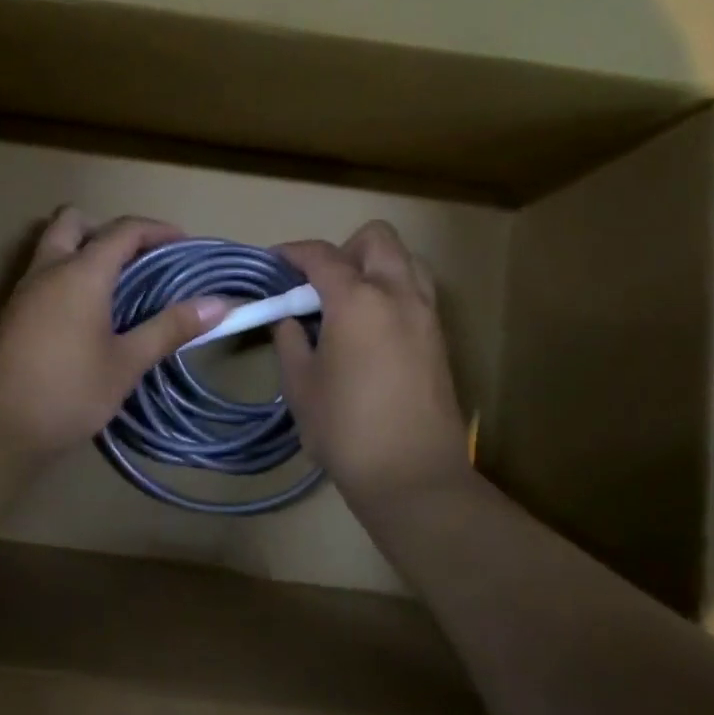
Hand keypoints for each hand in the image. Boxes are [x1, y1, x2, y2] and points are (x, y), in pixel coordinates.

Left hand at [0, 208, 229, 467]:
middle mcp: (48, 270)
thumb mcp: (126, 363)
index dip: (158, 230)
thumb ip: (169, 328)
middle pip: (74, 221)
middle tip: (139, 261)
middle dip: (109, 231)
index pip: (124, 230)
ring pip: (53, 247)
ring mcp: (23, 291)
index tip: (184, 245)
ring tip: (118, 289)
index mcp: (81, 273)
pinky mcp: (10, 315)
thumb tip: (219, 304)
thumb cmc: (68, 393)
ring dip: (84, 252)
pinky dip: (68, 277)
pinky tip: (87, 317)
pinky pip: (43, 275)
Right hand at [273, 222, 471, 509]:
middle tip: (318, 285)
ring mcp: (426, 314)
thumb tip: (288, 318)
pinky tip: (371, 327)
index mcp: (358, 300)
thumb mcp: (300, 385)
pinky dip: (393, 289)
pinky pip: (417, 289)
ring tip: (349, 302)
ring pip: (405, 259)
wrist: (412, 475)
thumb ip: (290, 340)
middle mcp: (398, 294)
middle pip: (376, 238)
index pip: (321, 255)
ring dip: (375, 265)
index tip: (274, 263)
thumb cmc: (345, 429)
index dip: (293, 253)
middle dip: (343, 249)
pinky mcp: (440, 337)